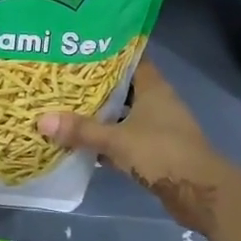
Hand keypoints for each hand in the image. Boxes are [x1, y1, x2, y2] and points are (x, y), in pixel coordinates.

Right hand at [37, 59, 232, 233]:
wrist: (199, 192)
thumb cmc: (161, 152)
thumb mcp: (117, 140)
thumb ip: (81, 130)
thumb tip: (41, 120)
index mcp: (153, 86)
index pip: (129, 58)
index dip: (107, 52)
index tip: (79, 48)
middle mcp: (158, 101)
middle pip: (124, 86)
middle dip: (96, 85)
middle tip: (64, 79)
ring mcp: (159, 126)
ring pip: (124, 113)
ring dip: (102, 113)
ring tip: (67, 107)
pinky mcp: (156, 149)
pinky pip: (127, 136)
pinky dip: (109, 138)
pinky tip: (85, 141)